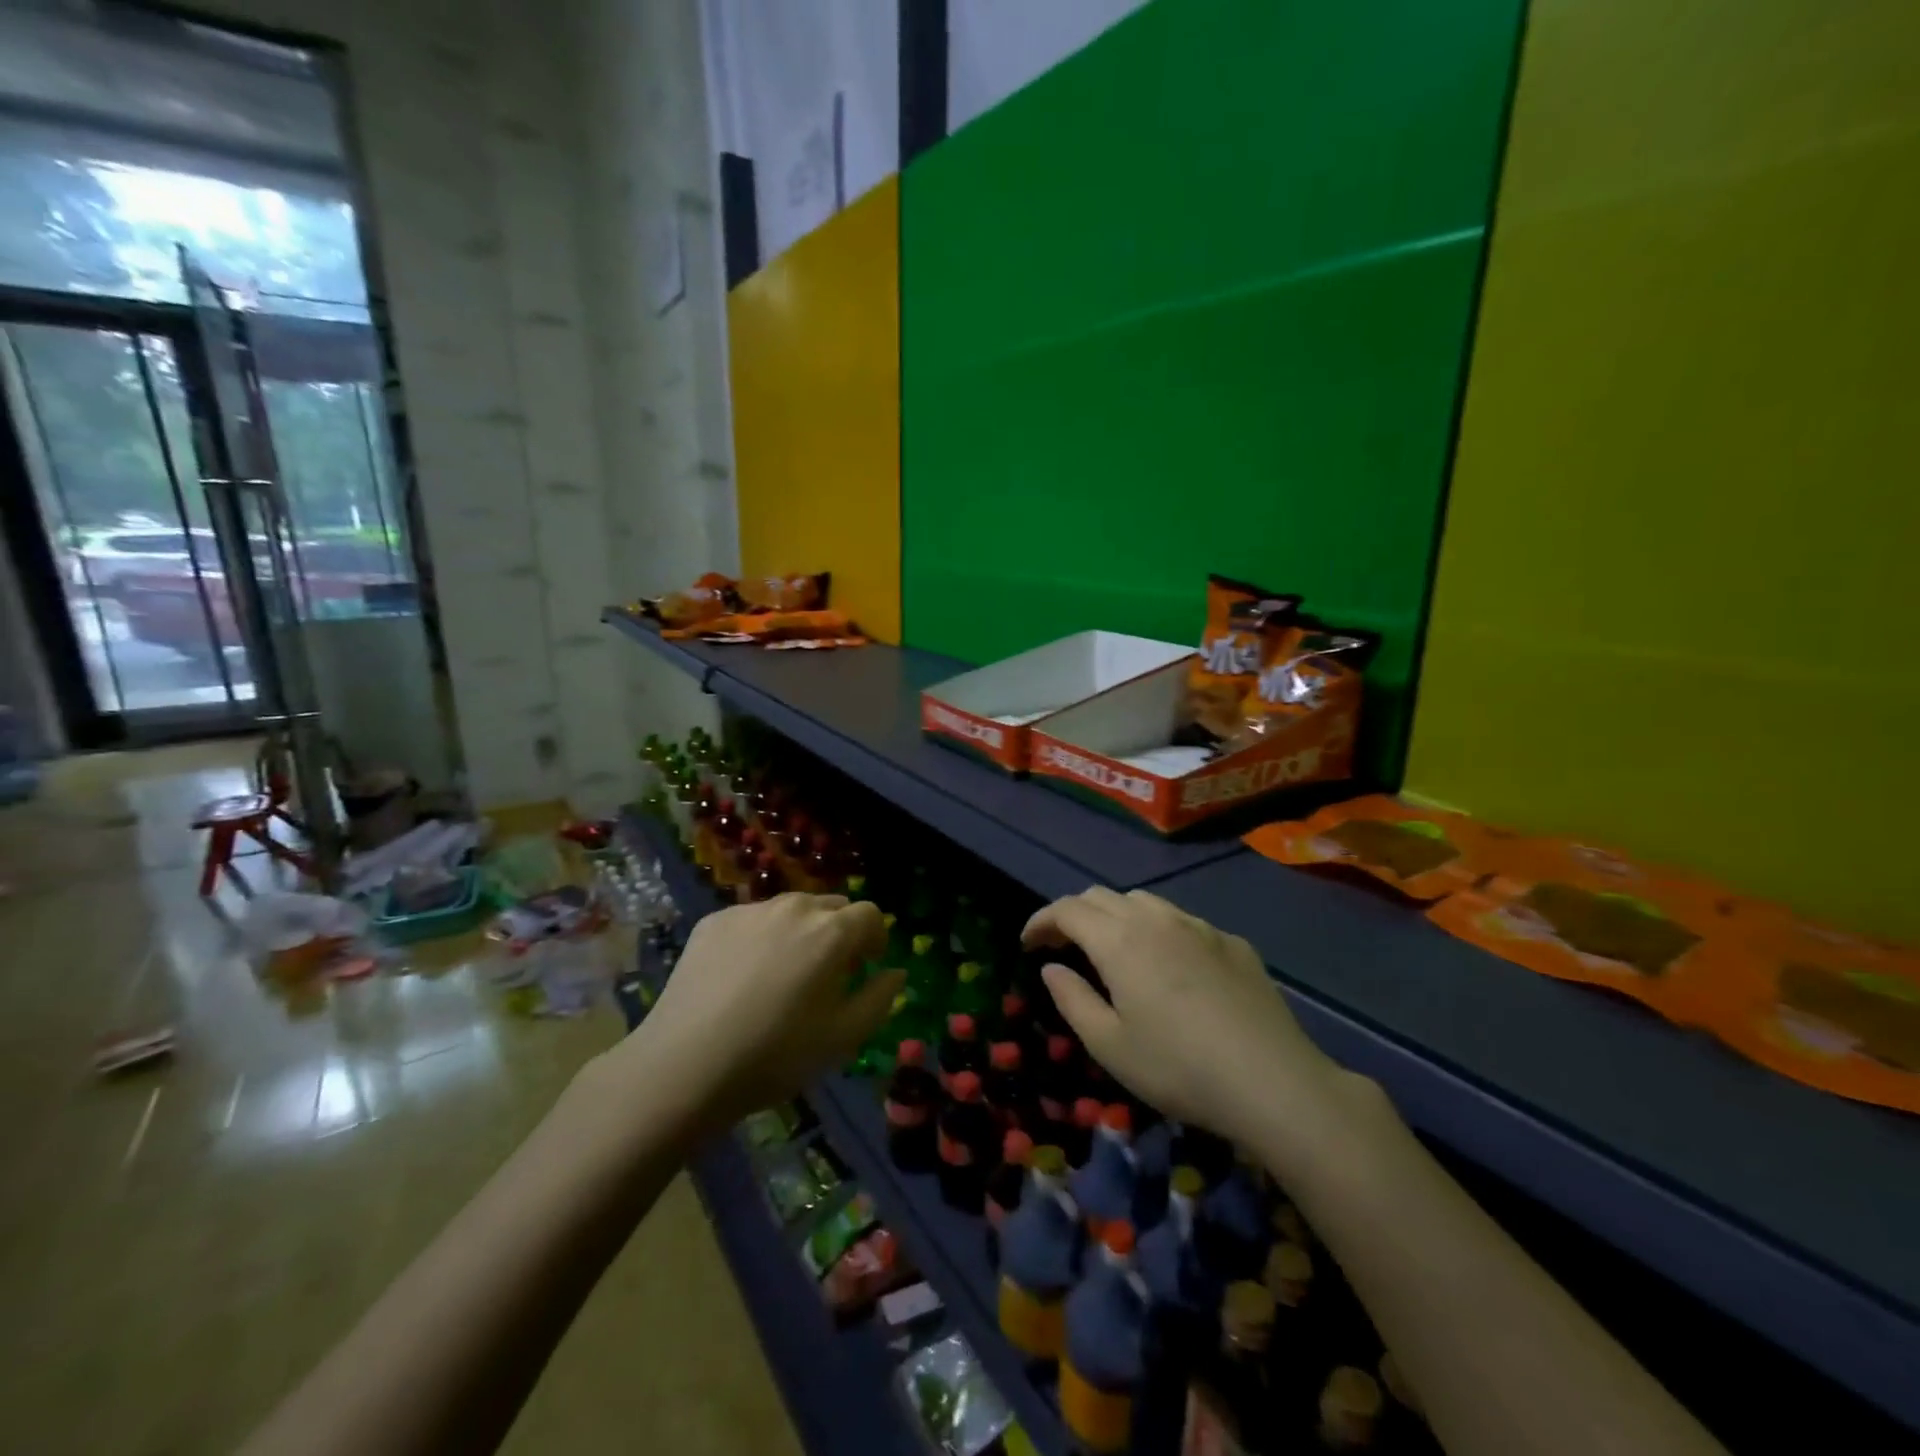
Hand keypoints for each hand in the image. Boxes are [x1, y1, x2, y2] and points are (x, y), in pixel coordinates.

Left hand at [619, 894, 901, 1135]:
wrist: (684, 1066)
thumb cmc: (775, 1055)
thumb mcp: (843, 1038)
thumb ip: (880, 998)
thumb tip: (895, 972)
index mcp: (831, 932)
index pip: (870, 914)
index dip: (875, 939)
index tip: (865, 968)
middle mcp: (794, 908)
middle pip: (832, 907)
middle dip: (839, 933)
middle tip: (826, 975)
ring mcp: (750, 911)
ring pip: (791, 910)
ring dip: (800, 933)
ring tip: (782, 976)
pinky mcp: (714, 921)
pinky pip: (753, 920)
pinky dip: (761, 938)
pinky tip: (743, 978)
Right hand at [1024, 888, 1348, 1152]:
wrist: (1273, 1081)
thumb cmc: (1178, 1068)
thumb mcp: (1109, 1046)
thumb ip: (1072, 1000)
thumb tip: (1052, 969)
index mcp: (1119, 940)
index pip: (1067, 909)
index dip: (1041, 921)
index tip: (1027, 943)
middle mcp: (1156, 919)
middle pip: (1102, 897)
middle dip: (1074, 915)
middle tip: (1062, 947)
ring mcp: (1199, 926)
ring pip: (1144, 901)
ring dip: (1116, 916)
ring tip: (1113, 950)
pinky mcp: (1232, 942)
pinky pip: (1182, 921)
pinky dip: (1158, 930)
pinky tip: (1171, 966)